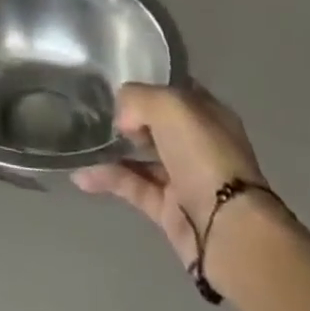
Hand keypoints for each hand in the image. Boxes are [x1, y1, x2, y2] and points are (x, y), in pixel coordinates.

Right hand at [72, 83, 266, 267]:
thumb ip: (137, 98)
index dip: (147, 83)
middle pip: (155, 123)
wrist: (229, 231)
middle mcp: (197, 144)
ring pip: (141, 156)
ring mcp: (184, 179)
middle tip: (92, 108)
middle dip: (126, 117)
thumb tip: (123, 119)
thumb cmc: (205, 156)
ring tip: (80, 139)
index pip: (173, 91)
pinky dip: (108, 180)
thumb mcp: (169, 105)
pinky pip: (133, 187)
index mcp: (207, 115)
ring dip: (112, 149)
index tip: (113, 79)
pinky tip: (81, 175)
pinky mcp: (169, 211)